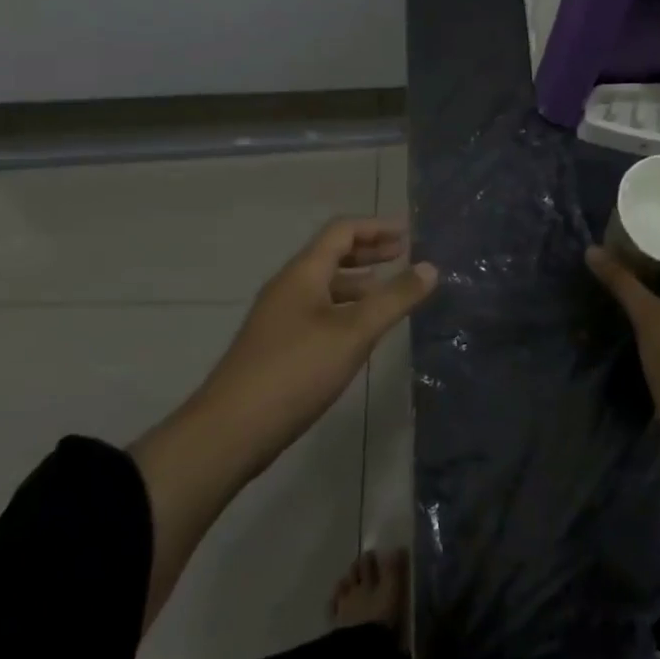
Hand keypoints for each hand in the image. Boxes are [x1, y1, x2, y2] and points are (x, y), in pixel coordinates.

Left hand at [195, 218, 438, 477]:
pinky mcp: (276, 346)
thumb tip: (430, 267)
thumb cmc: (295, 371)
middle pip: (331, 254)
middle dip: (368, 251)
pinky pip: (317, 310)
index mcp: (303, 273)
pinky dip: (344, 308)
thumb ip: (394, 299)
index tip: (408, 233)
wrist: (229, 432)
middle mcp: (288, 286)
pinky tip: (359, 332)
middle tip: (403, 255)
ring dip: (357, 282)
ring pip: (324, 285)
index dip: (376, 227)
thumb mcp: (354, 333)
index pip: (342, 231)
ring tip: (388, 292)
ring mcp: (279, 317)